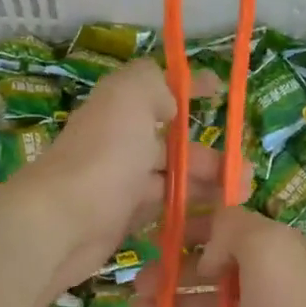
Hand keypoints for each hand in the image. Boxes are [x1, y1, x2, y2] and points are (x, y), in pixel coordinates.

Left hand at [12, 58, 222, 296]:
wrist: (62, 224)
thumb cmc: (104, 157)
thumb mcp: (129, 97)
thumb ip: (152, 82)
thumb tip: (169, 100)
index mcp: (120, 110)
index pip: (158, 92)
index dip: (188, 89)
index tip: (219, 91)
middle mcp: (118, 144)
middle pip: (170, 145)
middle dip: (209, 155)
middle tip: (244, 172)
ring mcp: (119, 185)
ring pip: (170, 180)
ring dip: (204, 185)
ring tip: (238, 199)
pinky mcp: (120, 220)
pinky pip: (159, 211)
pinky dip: (184, 212)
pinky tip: (208, 221)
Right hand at [136, 207, 305, 306]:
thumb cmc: (290, 305)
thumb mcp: (265, 246)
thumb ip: (231, 230)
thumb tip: (208, 254)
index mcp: (274, 245)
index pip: (227, 228)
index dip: (191, 230)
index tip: (157, 239)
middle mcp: (269, 275)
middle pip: (213, 268)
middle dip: (173, 272)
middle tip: (138, 284)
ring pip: (210, 305)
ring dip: (173, 306)